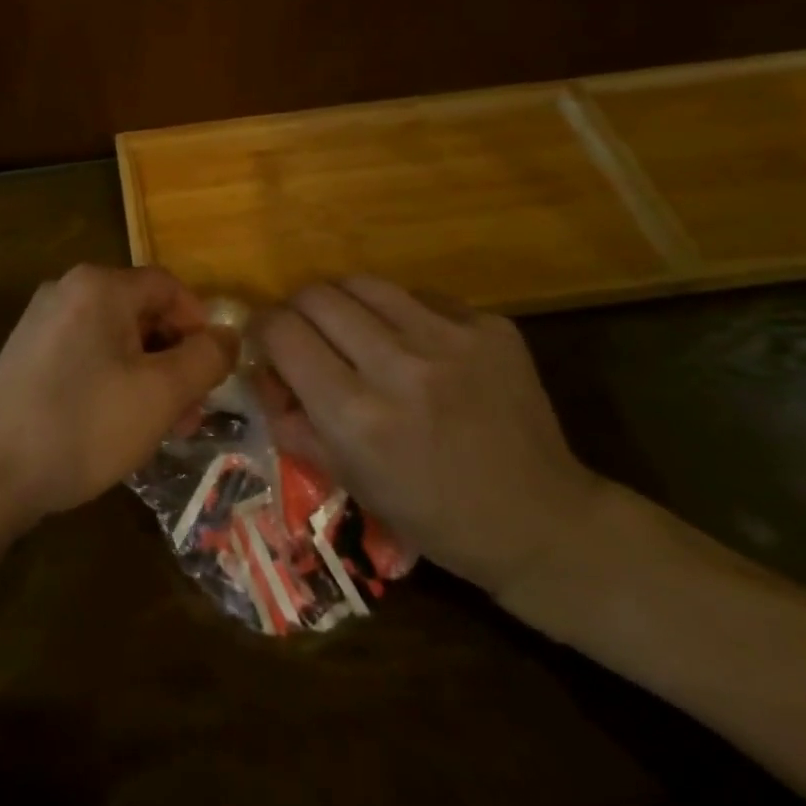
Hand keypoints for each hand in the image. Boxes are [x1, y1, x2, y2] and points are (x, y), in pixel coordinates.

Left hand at [0, 265, 233, 527]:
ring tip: (160, 426)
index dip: (200, 325)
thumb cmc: (83, 426)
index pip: (168, 287)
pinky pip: (85, 352)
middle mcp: (66, 289)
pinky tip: (117, 422)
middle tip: (190, 411)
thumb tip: (229, 336)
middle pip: (141, 311)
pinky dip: (113, 378)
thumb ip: (205, 359)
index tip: (213, 373)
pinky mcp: (25, 352)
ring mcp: (40, 320)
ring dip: (147, 374)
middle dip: (174, 358)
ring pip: (114, 337)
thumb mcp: (160, 395)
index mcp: (98, 285)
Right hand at [257, 277, 606, 600]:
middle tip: (307, 332)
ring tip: (355, 329)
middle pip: (317, 295)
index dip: (262, 327)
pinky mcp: (490, 326)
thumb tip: (263, 371)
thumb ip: (292, 420)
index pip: (282, 332)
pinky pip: (420, 296)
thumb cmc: (433, 515)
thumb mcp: (348, 480)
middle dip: (298, 309)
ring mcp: (450, 339)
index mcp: (356, 415)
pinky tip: (415, 344)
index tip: (267, 338)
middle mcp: (399, 366)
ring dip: (345, 303)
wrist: (543, 521)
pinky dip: (401, 314)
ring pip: (364, 283)